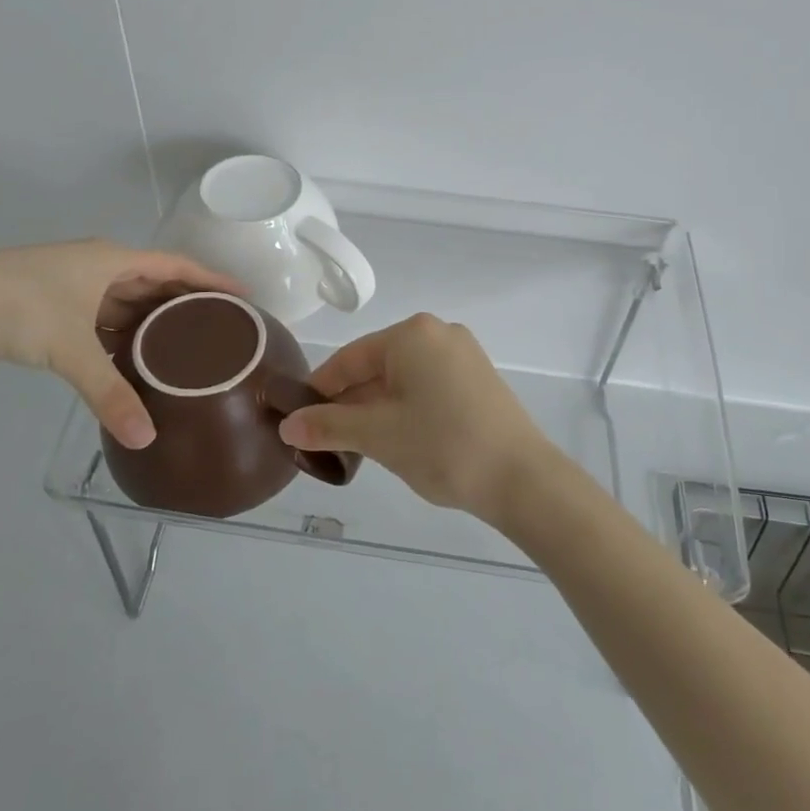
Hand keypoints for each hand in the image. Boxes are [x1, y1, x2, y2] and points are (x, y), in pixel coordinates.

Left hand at [0, 240, 239, 448]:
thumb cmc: (15, 307)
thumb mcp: (70, 349)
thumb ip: (110, 394)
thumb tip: (147, 438)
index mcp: (111, 260)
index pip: (176, 266)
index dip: (211, 280)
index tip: (244, 297)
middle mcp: (96, 266)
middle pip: (153, 283)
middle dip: (184, 305)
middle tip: (218, 331)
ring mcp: (69, 285)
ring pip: (123, 302)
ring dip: (149, 323)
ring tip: (183, 349)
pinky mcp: (47, 305)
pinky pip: (99, 318)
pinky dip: (118, 336)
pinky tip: (129, 359)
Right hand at [277, 314, 558, 520]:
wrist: (522, 478)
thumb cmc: (442, 445)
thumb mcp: (378, 435)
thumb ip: (328, 426)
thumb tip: (287, 426)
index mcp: (412, 334)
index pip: (350, 358)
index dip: (320, 390)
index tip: (299, 421)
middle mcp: (439, 333)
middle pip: (377, 366)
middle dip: (350, 402)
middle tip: (328, 441)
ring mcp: (463, 355)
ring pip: (403, 379)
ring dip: (377, 409)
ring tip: (360, 447)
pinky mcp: (479, 379)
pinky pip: (428, 386)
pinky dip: (407, 409)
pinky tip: (400, 440)